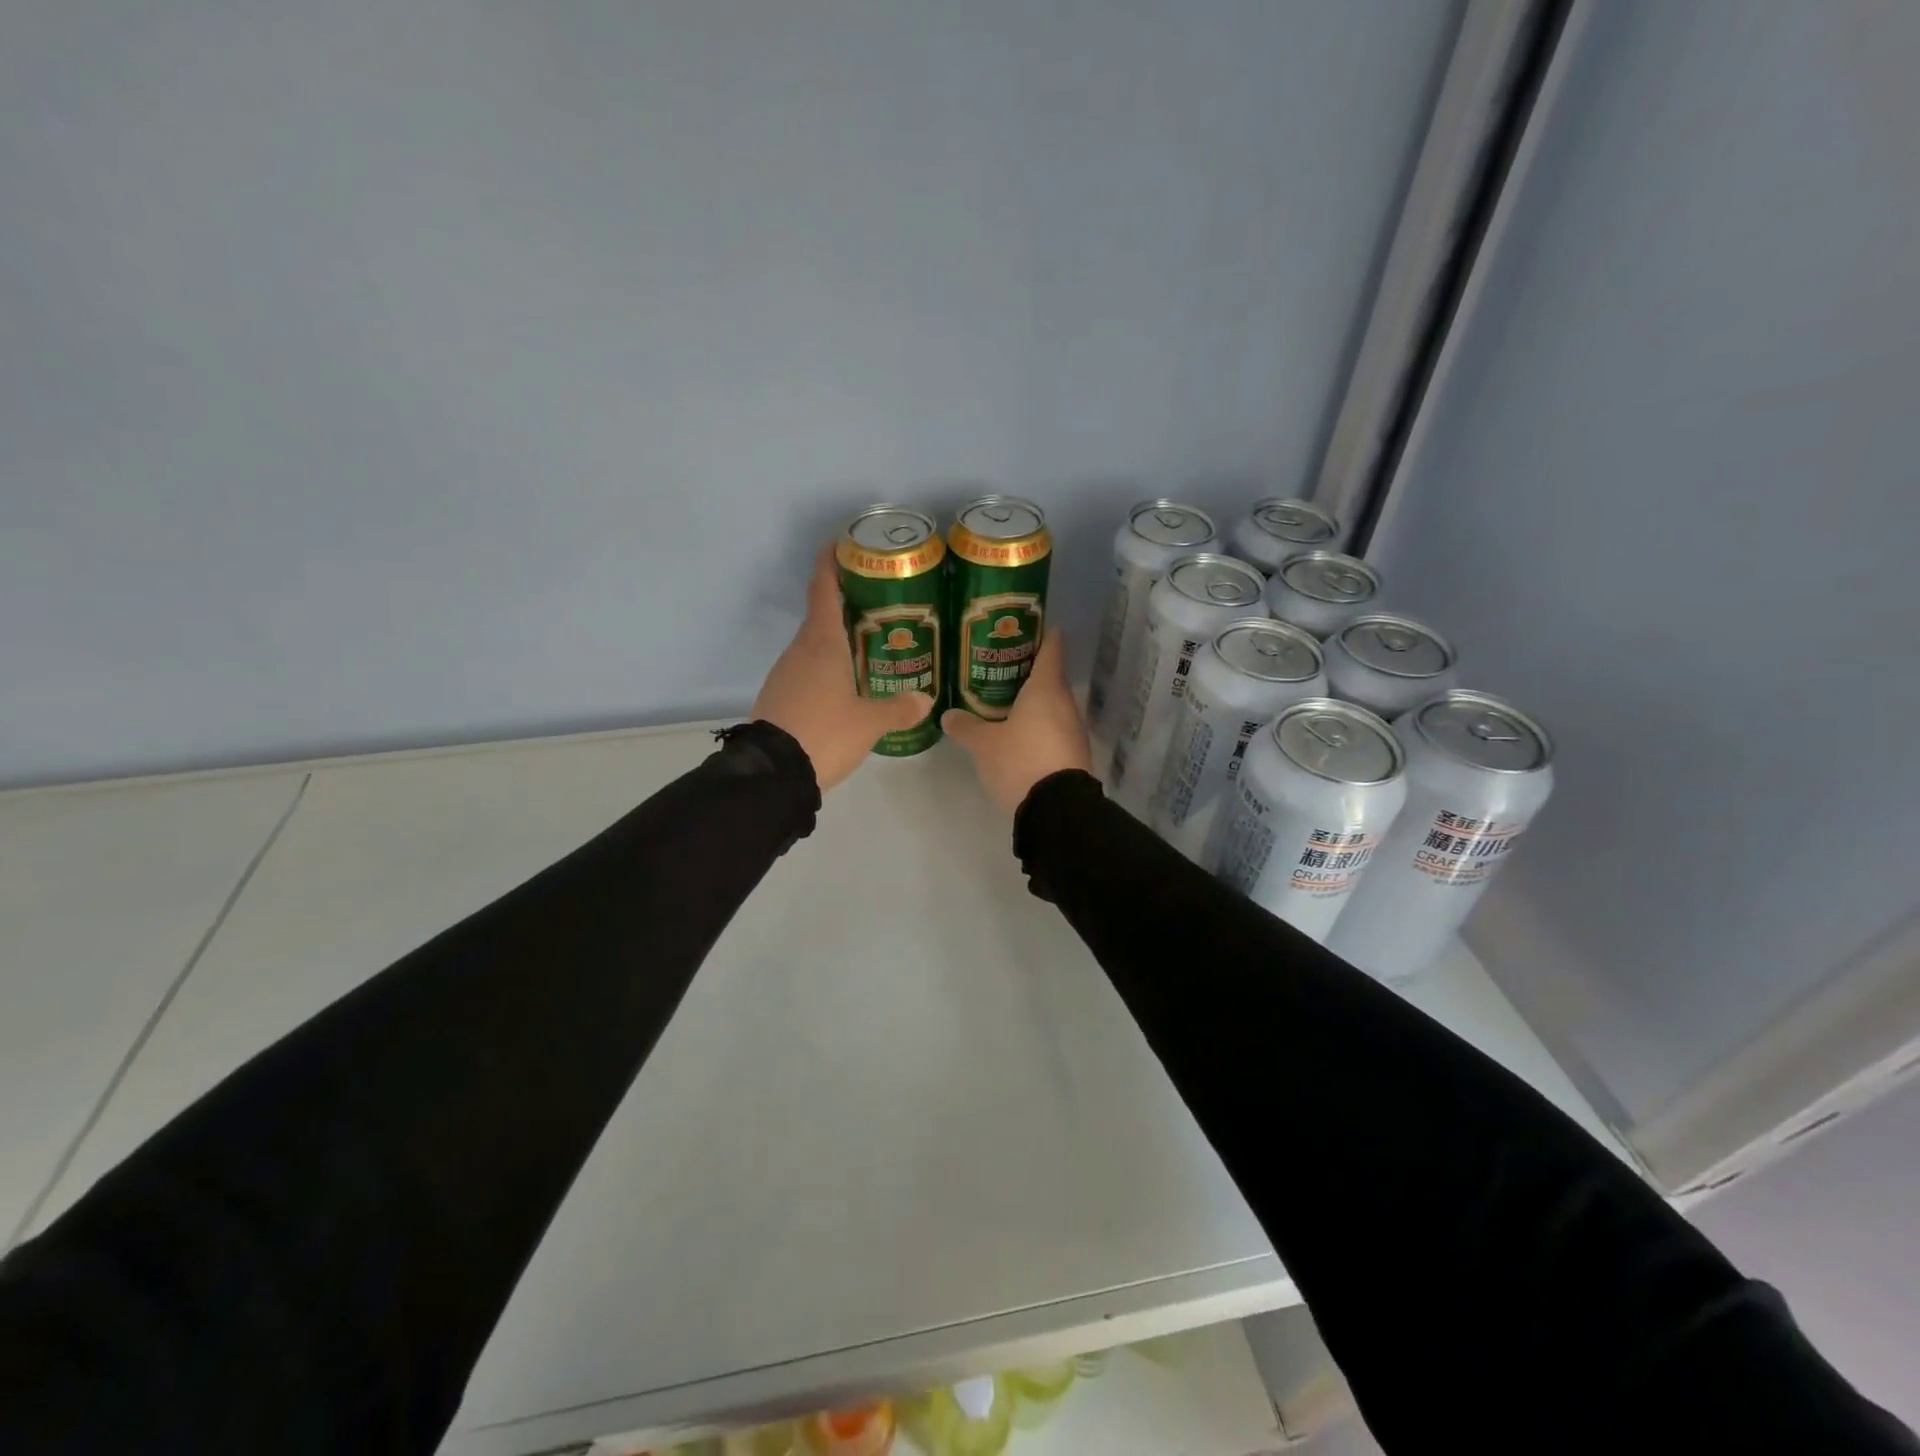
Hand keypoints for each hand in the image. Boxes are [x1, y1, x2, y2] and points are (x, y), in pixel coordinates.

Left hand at [752, 547, 935, 791]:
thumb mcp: (870, 723)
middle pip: (820, 617)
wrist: (773, 773)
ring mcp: (784, 673)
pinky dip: (823, 669)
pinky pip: (804, 671)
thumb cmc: (825, 733)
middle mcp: (800, 651)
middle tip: (876, 607)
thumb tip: (925, 700)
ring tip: (865, 648)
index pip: (823, 590)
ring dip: (834, 641)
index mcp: (822, 644)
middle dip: (843, 606)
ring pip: (811, 646)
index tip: (839, 545)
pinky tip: (842, 687)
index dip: (830, 564)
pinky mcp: (777, 696)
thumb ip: (899, 708)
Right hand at [941, 629, 1091, 813]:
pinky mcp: (1074, 753)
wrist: (1058, 810)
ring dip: (1032, 700)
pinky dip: (1038, 724)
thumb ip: (966, 727)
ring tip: (1003, 699)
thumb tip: (948, 715)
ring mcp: (1073, 729)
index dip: (1041, 633)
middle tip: (997, 666)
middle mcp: (1065, 703)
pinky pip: (1054, 728)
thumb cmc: (1021, 761)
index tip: (1027, 625)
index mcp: (1046, 688)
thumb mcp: (984, 745)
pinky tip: (1018, 733)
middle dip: (1027, 669)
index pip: (1051, 647)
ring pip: (1052, 704)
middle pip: (1050, 676)